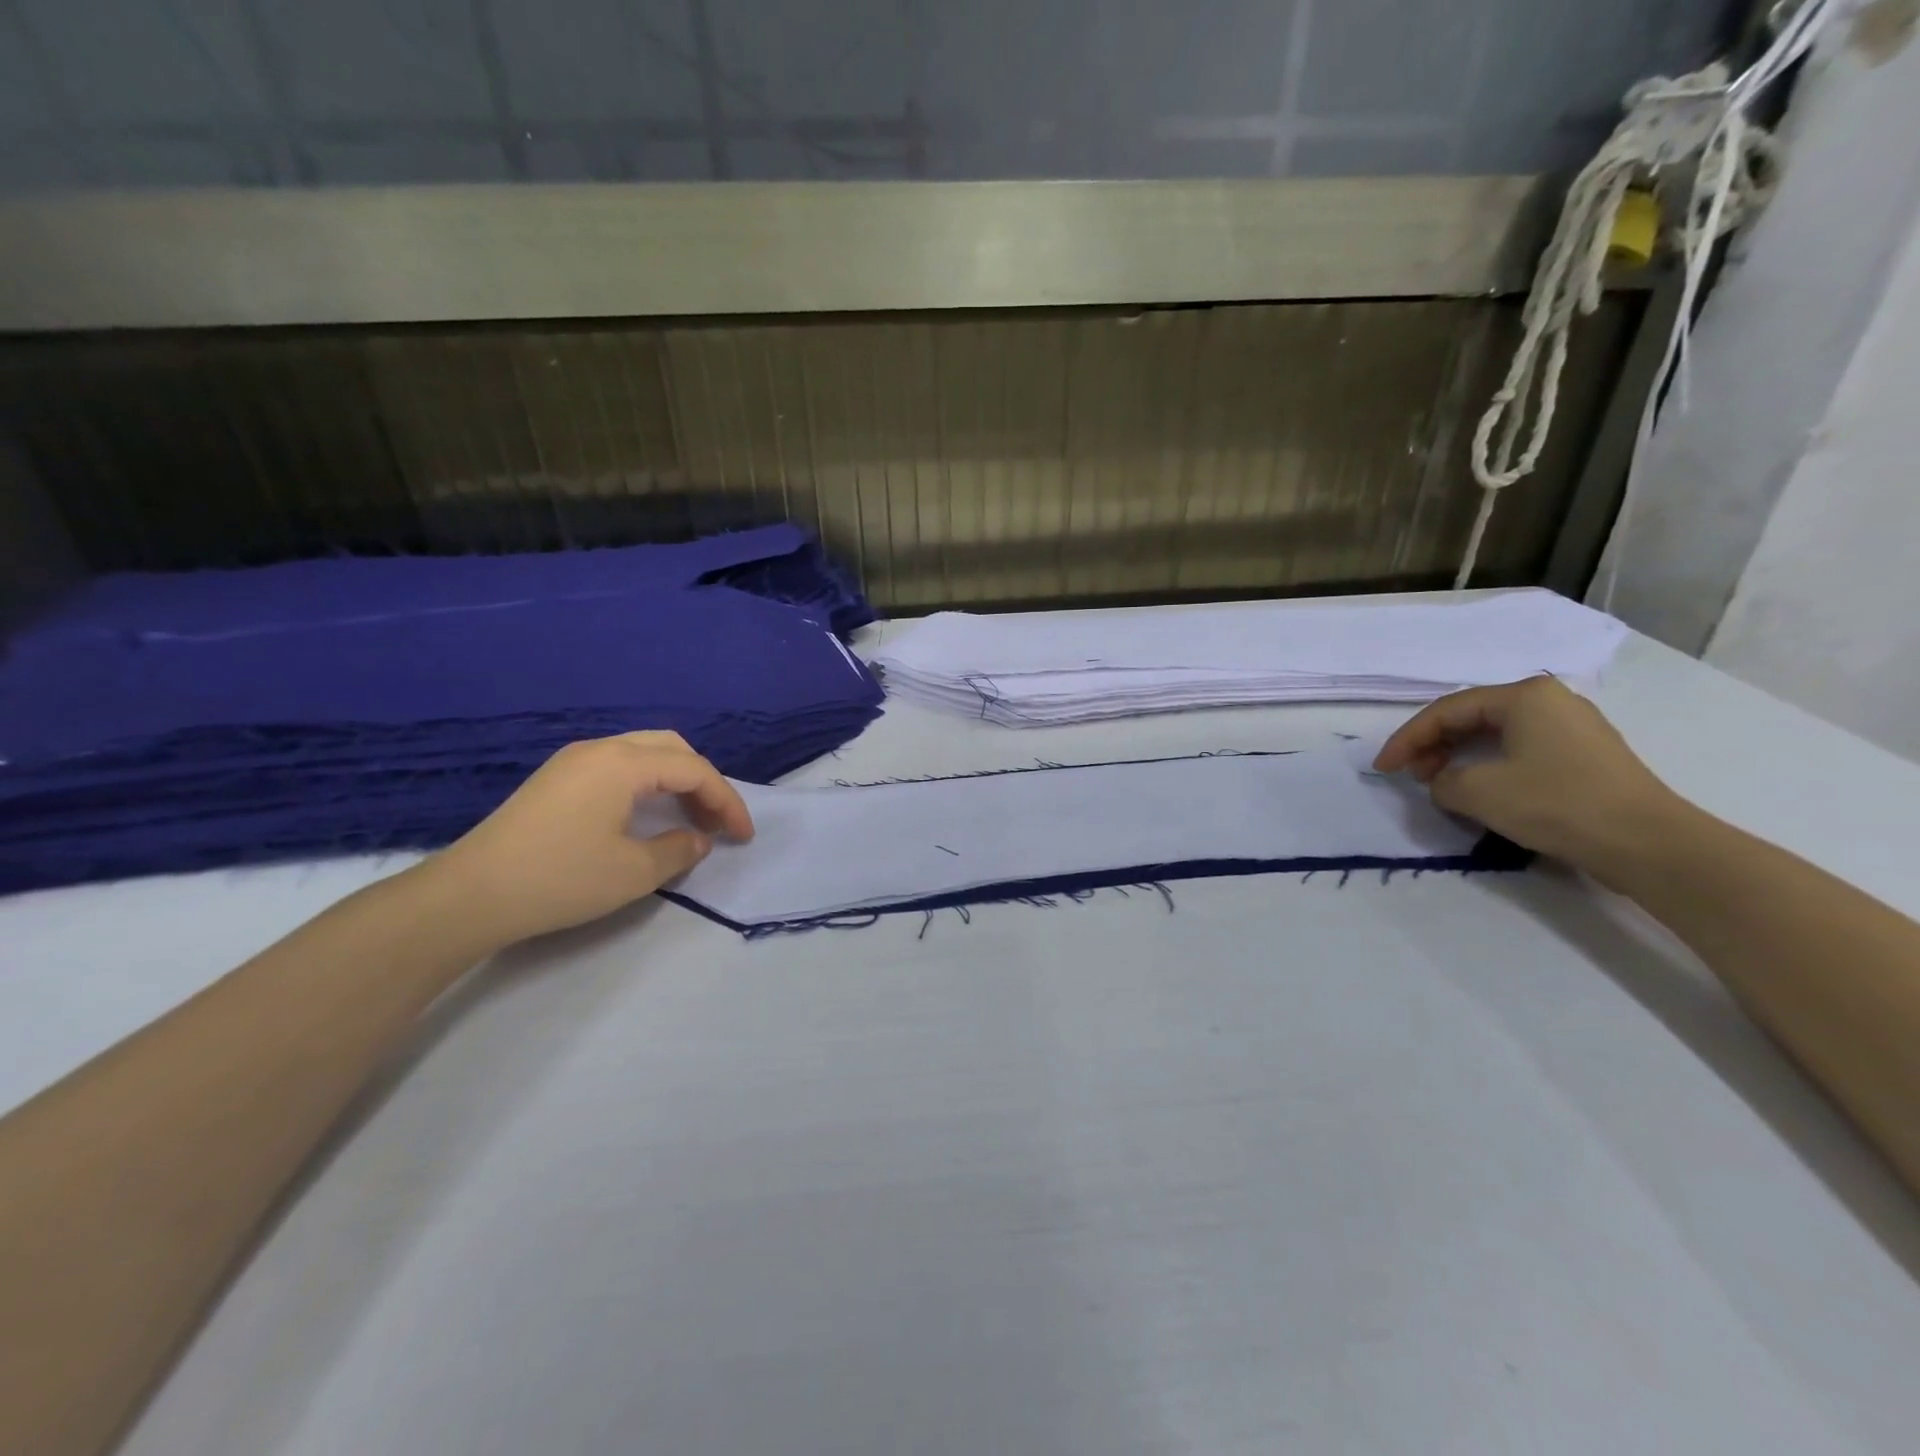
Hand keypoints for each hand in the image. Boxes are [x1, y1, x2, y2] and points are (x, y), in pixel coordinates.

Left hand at [420, 732, 754, 949]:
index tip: (743, 836)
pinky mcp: (557, 779)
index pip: (695, 770)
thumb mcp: (633, 872)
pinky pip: (620, 766)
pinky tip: (648, 814)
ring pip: (645, 754)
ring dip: (676, 781)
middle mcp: (601, 749)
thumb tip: (697, 839)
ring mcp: (574, 761)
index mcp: (624, 763)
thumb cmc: (560, 879)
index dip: (727, 801)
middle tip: (717, 821)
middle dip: (704, 783)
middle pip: (672, 749)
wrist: (469, 895)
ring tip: (690, 818)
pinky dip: (648, 784)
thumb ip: (678, 850)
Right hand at [1373, 676, 1684, 880]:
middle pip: (1471, 717)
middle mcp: (1550, 701)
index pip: (1446, 711)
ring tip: (1438, 783)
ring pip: (1496, 734)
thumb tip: (1446, 783)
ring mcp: (1573, 727)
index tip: (1382, 768)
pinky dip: (1489, 764)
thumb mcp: (1478, 792)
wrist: (1648, 843)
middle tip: (1410, 774)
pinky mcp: (1586, 756)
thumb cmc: (1556, 804)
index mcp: (1524, 696)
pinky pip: (1521, 750)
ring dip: (1459, 756)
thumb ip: (1443, 781)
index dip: (1407, 739)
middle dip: (1433, 745)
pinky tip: (1479, 788)